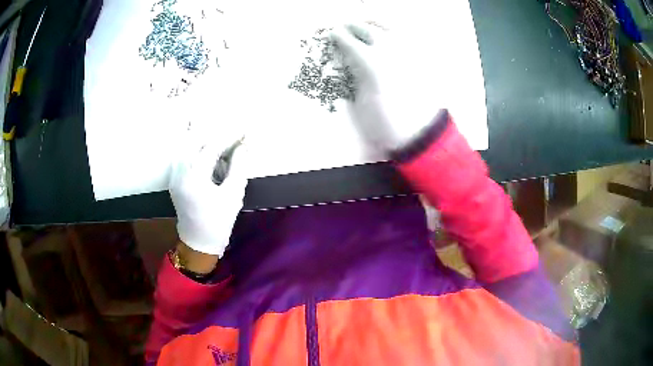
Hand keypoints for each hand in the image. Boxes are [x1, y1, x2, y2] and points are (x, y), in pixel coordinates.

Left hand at [169, 134, 247, 257]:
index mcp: (194, 178)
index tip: (243, 130)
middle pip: (196, 141)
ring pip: (188, 146)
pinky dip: (197, 150)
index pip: (212, 147)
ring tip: (222, 145)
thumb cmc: (219, 221)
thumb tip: (243, 146)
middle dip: (216, 136)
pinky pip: (184, 155)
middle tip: (233, 138)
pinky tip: (208, 155)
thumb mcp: (233, 194)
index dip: (229, 136)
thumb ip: (238, 166)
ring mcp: (174, 174)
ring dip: (206, 141)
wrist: (199, 241)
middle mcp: (180, 172)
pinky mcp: (174, 178)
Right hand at [331, 23, 442, 152]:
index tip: (332, 33)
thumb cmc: (386, 122)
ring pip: (389, 27)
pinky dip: (393, 30)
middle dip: (353, 26)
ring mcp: (407, 52)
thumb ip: (356, 75)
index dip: (338, 36)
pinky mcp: (420, 59)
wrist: (420, 133)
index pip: (350, 42)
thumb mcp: (361, 100)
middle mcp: (390, 51)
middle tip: (344, 27)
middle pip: (368, 29)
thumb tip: (350, 60)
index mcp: (371, 63)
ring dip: (374, 22)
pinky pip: (407, 36)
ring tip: (365, 22)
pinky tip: (388, 33)